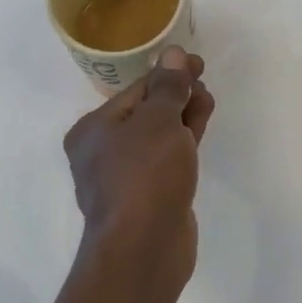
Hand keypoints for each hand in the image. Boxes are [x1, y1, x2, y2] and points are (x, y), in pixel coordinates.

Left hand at [64, 46, 214, 302]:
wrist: (143, 249)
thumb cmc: (144, 176)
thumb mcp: (159, 121)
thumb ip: (169, 86)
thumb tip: (173, 53)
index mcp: (94, 129)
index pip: (136, 89)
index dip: (169, 73)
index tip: (198, 64)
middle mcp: (102, 151)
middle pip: (146, 112)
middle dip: (177, 95)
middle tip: (205, 84)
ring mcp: (125, 177)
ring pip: (158, 137)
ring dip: (182, 117)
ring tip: (207, 104)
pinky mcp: (147, 197)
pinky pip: (165, 160)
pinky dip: (182, 144)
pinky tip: (198, 132)